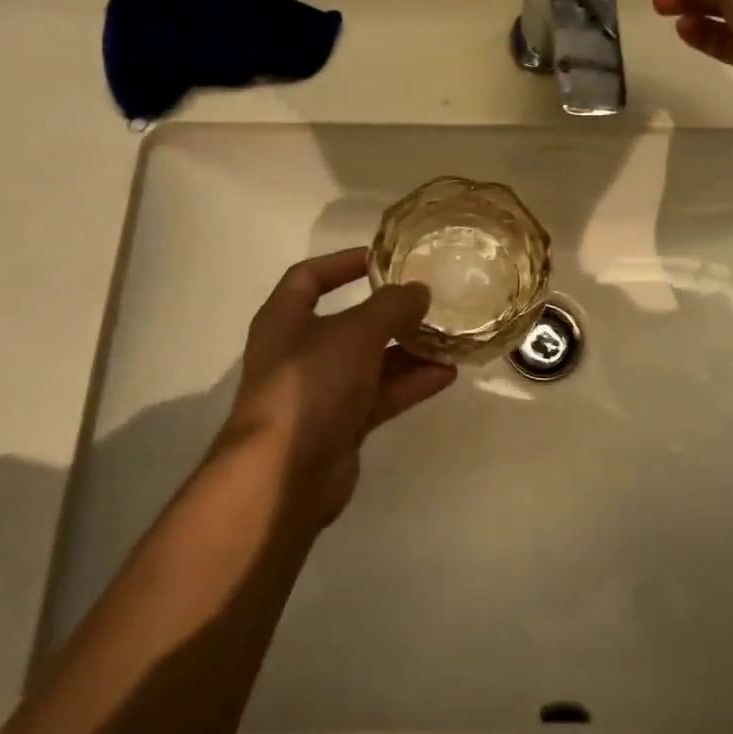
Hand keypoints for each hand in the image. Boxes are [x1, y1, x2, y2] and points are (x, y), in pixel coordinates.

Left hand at [219, 247, 456, 526]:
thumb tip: (419, 290)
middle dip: (389, 313)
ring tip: (450, 337)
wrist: (283, 475)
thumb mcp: (354, 333)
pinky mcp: (341, 426)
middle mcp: (300, 352)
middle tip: (430, 300)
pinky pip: (380, 396)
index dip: (341, 263)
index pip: (309, 278)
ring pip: (370, 362)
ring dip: (407, 350)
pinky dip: (410, 384)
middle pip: (349, 323)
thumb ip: (391, 307)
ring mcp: (320, 392)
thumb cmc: (309, 385)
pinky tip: (447, 374)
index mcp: (285, 320)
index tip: (381, 258)